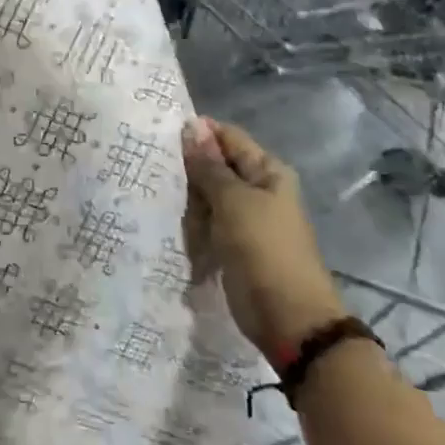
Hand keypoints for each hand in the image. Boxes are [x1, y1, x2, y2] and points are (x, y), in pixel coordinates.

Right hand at [180, 117, 346, 365]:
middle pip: (216, 166)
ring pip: (207, 196)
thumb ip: (209, 166)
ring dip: (188, 200)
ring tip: (163, 200)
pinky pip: (207, 222)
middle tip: (156, 170)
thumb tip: (191, 126)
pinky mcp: (234, 244)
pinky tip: (172, 223)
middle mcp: (258, 189)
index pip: (227, 137)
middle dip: (189, 170)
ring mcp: (246, 219)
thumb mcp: (232, 200)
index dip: (197, 134)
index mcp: (267, 171)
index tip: (161, 136)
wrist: (288, 318)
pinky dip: (193, 223)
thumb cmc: (263, 248)